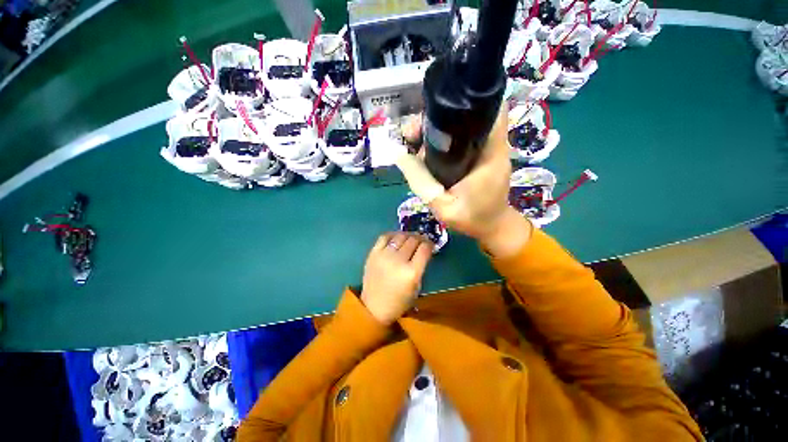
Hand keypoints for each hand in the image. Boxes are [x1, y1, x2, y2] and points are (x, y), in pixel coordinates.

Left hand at [361, 232, 433, 324]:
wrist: (374, 307)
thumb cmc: (399, 301)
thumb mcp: (417, 286)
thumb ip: (421, 267)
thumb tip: (424, 250)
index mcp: (411, 272)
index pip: (425, 249)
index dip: (430, 244)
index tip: (430, 245)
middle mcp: (398, 261)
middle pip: (413, 240)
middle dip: (420, 239)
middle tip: (421, 242)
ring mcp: (384, 255)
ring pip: (400, 236)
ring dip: (408, 235)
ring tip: (410, 239)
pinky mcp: (373, 253)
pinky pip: (384, 237)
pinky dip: (393, 235)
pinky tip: (397, 237)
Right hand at [396, 106, 531, 255]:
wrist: (492, 227)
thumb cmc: (472, 219)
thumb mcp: (442, 206)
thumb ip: (421, 182)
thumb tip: (400, 155)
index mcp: (490, 154)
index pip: (488, 110)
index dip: (464, 101)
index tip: (434, 110)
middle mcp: (492, 146)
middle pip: (468, 116)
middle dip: (438, 118)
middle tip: (412, 134)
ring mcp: (487, 150)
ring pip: (462, 127)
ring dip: (437, 130)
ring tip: (413, 143)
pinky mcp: (480, 157)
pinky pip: (461, 140)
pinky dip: (443, 141)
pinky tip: (426, 151)